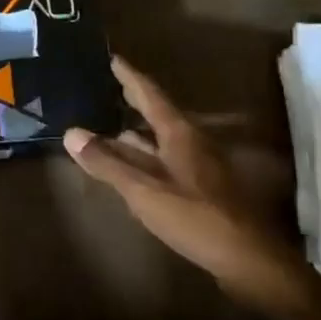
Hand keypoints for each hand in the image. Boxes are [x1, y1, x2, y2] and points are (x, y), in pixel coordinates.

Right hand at [64, 56, 311, 316]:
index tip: (111, 58)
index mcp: (179, 134)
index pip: (149, 94)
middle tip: (106, 87)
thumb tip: (71, 133)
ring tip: (108, 126)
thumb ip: (107, 163)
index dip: (129, 76)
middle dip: (132, 101)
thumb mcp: (144, 191)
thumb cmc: (196, 217)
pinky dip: (144, 157)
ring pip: (160, 140)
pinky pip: (165, 160)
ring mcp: (199, 166)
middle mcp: (192, 142)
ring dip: (135, 133)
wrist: (249, 261)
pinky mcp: (202, 189)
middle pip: (156, 114)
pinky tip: (130, 167)